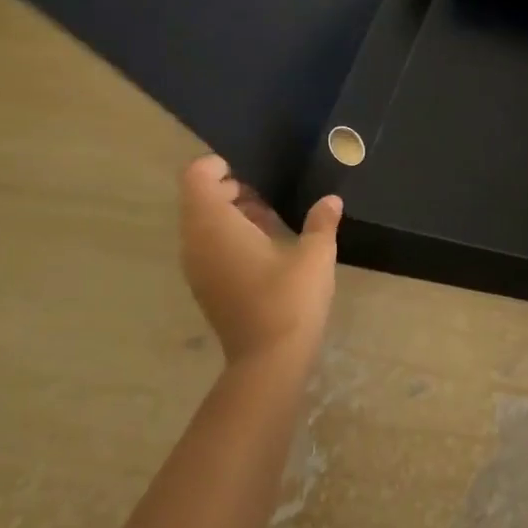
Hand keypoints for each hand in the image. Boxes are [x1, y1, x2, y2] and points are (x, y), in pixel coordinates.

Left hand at [178, 155, 341, 366]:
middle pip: (197, 198)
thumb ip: (321, 221)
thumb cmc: (290, 298)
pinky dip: (227, 236)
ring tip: (269, 217)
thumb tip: (331, 200)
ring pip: (201, 224)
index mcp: (215, 224)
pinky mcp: (204, 287)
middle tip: (266, 192)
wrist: (269, 362)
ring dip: (229, 213)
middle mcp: (196, 242)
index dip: (218, 165)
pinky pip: (206, 246)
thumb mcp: (315, 254)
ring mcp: (196, 267)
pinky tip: (264, 246)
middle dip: (228, 188)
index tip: (252, 170)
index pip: (196, 177)